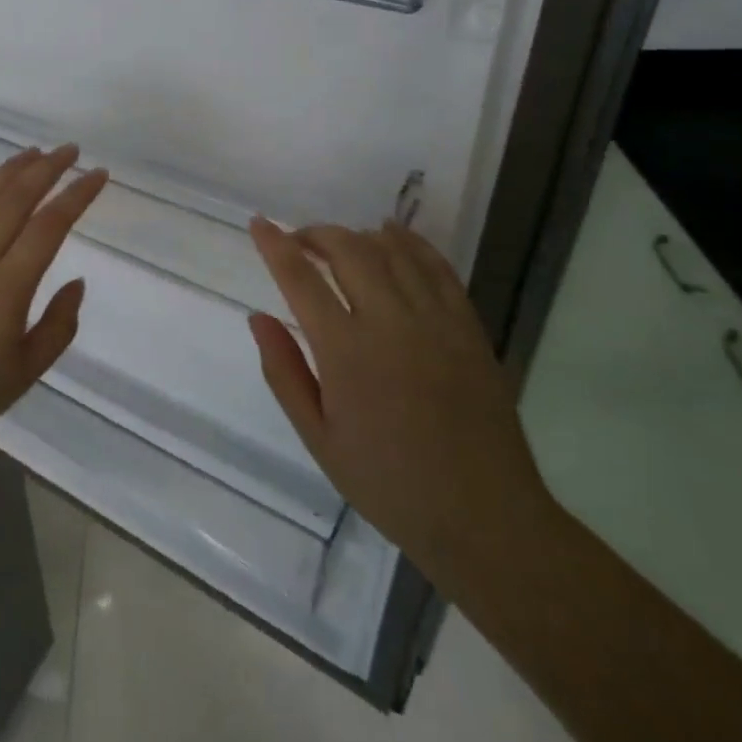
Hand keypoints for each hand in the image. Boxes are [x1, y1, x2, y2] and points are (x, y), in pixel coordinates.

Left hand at [0, 145, 108, 459]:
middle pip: (14, 200)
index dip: (76, 196)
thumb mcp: (27, 370)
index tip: (97, 175)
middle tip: (68, 151)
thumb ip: (59, 325)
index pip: (49, 227)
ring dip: (7, 171)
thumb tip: (76, 282)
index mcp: (7, 287)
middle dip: (45, 169)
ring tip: (31, 153)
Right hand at [247, 217, 558, 590]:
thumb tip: (258, 317)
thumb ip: (284, 372)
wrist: (483, 517)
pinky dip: (411, 243)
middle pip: (348, 250)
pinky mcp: (468, 327)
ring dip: (358, 235)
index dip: (275, 245)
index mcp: (346, 351)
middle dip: (317, 234)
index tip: (259, 224)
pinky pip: (438, 267)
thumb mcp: (319, 438)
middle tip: (299, 241)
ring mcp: (436, 321)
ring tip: (339, 241)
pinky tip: (394, 237)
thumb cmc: (389, 483)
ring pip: (392, 251)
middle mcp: (390, 322)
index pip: (300, 279)